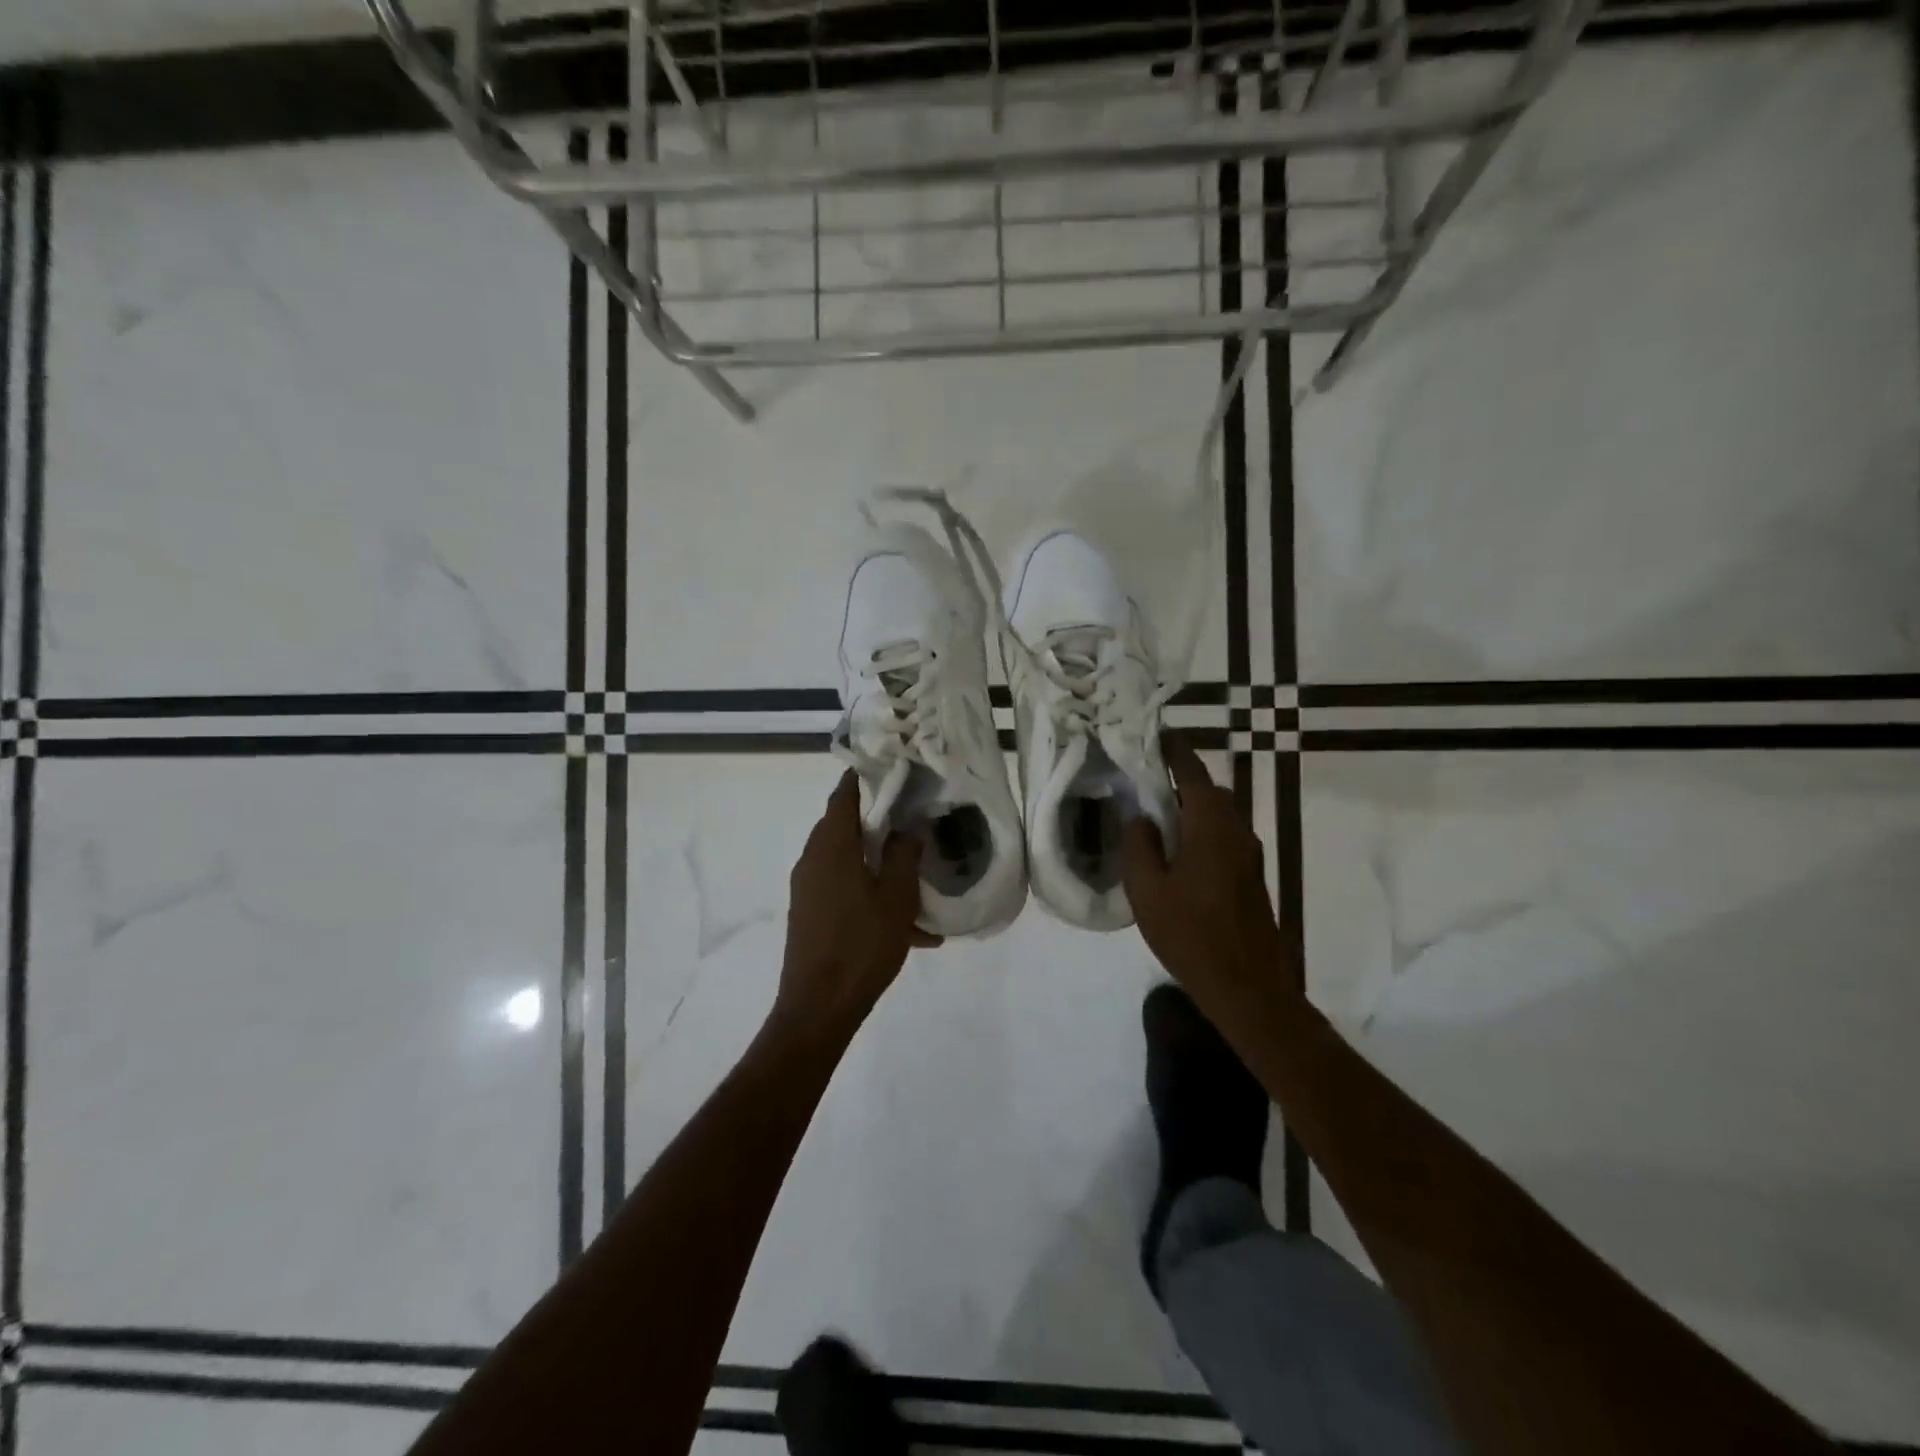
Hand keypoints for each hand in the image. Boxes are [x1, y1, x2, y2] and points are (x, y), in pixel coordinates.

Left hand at [773, 771, 940, 1044]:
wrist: (818, 1008)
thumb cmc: (861, 946)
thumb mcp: (896, 898)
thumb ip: (903, 856)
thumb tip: (908, 829)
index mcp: (831, 845)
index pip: (844, 794)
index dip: (867, 776)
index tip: (894, 766)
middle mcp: (812, 858)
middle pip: (846, 824)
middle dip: (879, 818)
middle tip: (915, 813)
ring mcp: (808, 887)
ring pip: (847, 858)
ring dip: (878, 859)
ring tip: (916, 870)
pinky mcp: (810, 912)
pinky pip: (844, 887)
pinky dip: (871, 890)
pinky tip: (908, 922)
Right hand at [1122, 736, 1292, 1020]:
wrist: (1247, 986)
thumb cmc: (1191, 934)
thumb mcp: (1148, 890)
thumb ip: (1139, 845)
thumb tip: (1141, 817)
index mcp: (1211, 826)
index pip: (1192, 772)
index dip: (1173, 751)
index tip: (1154, 734)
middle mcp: (1236, 831)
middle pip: (1209, 791)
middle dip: (1181, 780)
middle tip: (1146, 783)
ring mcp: (1249, 854)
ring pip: (1219, 815)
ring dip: (1192, 808)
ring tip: (1156, 819)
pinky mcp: (1252, 876)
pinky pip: (1224, 837)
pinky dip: (1201, 831)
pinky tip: (1177, 854)